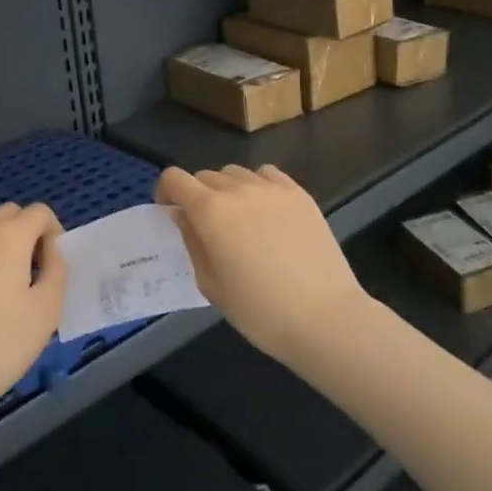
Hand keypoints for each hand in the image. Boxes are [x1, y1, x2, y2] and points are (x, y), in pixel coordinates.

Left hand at [0, 203, 66, 425]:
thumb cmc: (3, 343)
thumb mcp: (48, 308)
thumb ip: (57, 269)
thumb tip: (49, 250)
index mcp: (10, 234)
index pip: (39, 212)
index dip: (53, 232)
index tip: (53, 264)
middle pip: (9, 213)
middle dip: (26, 232)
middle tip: (33, 271)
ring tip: (3, 281)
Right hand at [158, 165, 368, 368]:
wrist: (325, 317)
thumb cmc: (260, 311)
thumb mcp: (211, 284)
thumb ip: (192, 243)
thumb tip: (183, 217)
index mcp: (210, 210)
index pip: (175, 178)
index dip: (166, 191)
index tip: (169, 212)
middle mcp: (238, 189)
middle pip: (205, 176)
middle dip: (196, 194)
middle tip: (205, 225)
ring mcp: (272, 189)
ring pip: (236, 173)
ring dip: (227, 189)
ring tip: (237, 217)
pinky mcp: (299, 194)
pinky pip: (267, 175)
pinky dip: (257, 184)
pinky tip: (265, 209)